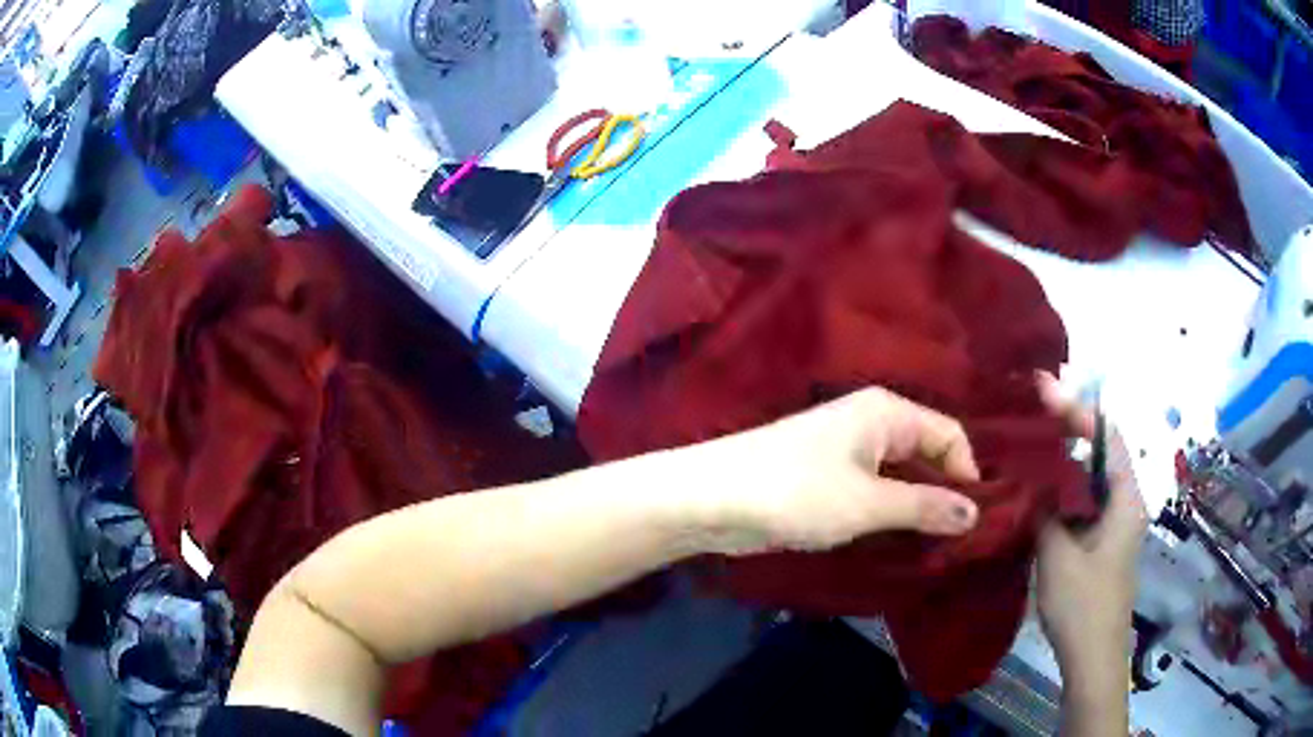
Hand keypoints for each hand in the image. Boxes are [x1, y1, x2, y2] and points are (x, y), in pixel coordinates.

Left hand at [679, 387, 981, 555]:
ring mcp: (846, 449)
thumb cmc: (797, 493)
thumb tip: (975, 512)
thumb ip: (924, 506)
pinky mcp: (827, 477)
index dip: (967, 473)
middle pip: (926, 452)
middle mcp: (871, 422)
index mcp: (887, 412)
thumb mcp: (869, 503)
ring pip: (900, 474)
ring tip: (939, 546)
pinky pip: (874, 489)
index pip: (950, 434)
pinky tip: (901, 540)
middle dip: (944, 492)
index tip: (976, 519)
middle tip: (963, 538)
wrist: (712, 499)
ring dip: (917, 506)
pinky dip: (890, 511)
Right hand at [1034, 372, 1145, 709]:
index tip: (1044, 396)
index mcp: (1125, 499)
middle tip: (1030, 422)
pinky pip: (1082, 507)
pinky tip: (1035, 499)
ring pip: (1088, 483)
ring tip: (1028, 454)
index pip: (1107, 436)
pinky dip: (1061, 497)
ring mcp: (1114, 526)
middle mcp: (1125, 504)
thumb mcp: (1058, 556)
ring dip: (1062, 468)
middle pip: (1099, 455)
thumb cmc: (1083, 605)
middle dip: (1068, 435)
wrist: (1093, 659)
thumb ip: (1046, 511)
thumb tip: (1031, 479)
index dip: (1078, 411)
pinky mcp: (1101, 545)